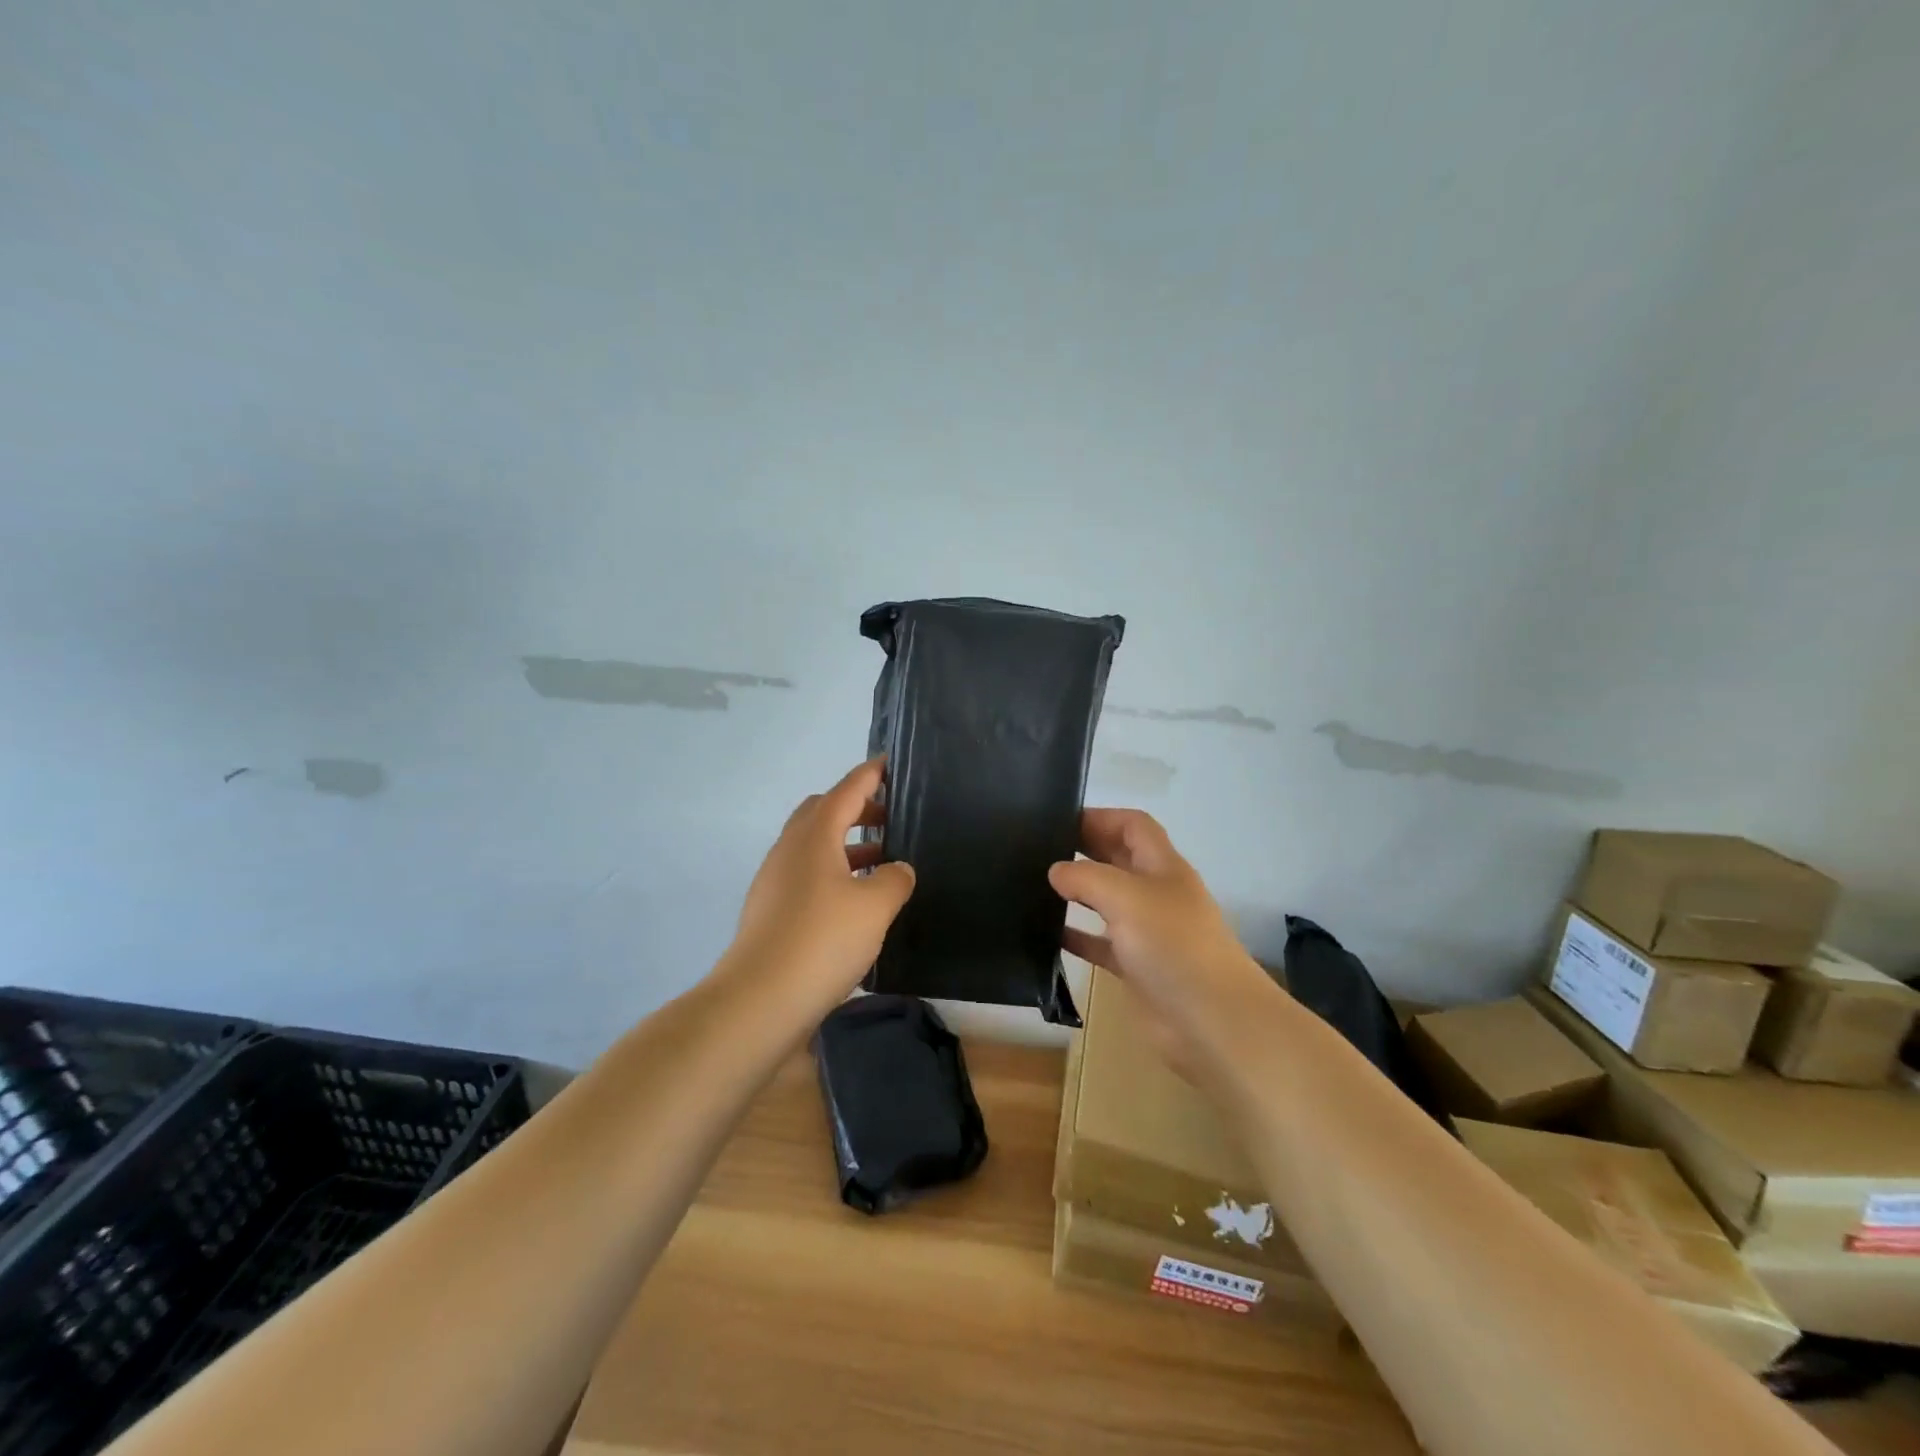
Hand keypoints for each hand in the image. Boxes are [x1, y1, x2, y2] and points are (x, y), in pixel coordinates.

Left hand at [726, 758, 915, 1020]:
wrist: (759, 1002)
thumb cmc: (821, 941)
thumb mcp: (874, 907)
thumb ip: (893, 879)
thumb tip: (897, 869)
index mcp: (813, 837)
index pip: (845, 792)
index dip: (869, 776)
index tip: (888, 763)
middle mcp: (789, 851)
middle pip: (823, 814)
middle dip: (857, 809)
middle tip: (890, 818)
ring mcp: (775, 882)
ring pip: (814, 847)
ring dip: (847, 845)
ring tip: (883, 862)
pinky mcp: (771, 912)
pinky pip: (808, 876)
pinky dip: (834, 873)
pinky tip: (856, 901)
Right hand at [1049, 809, 1284, 1083]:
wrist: (1211, 1020)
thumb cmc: (1173, 945)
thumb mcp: (1126, 897)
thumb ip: (1086, 877)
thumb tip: (1056, 871)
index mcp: (1162, 866)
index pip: (1132, 825)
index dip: (1100, 817)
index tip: (1058, 820)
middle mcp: (1156, 893)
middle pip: (1118, 859)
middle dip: (1084, 849)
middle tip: (1037, 849)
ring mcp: (1147, 931)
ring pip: (1107, 901)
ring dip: (1077, 892)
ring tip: (1035, 886)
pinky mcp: (1136, 966)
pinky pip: (1100, 943)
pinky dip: (1077, 936)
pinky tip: (1046, 934)